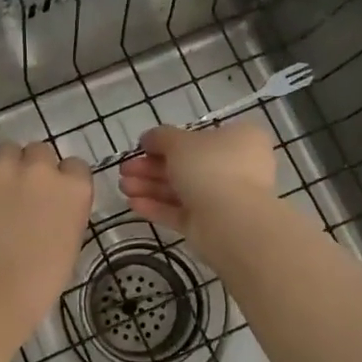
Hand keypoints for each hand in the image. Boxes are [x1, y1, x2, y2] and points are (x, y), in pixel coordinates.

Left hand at [0, 142, 92, 342]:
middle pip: (38, 151)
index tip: (50, 198)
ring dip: (2, 169)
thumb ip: (64, 212)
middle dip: (30, 168)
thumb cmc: (39, 282)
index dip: (61, 180)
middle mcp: (41, 169)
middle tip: (19, 196)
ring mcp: (2, 169)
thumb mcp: (69, 242)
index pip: (74, 166)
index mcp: (74, 189)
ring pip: (5, 152)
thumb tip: (49, 206)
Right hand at [117, 123, 278, 241]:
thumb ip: (160, 137)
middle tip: (124, 170)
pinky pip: (181, 212)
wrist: (232, 222)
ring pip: (181, 189)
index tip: (142, 147)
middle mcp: (236, 167)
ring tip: (122, 188)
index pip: (199, 137)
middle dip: (150, 167)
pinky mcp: (211, 224)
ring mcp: (225, 198)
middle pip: (186, 165)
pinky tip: (132, 204)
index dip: (167, 141)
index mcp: (239, 140)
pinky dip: (157, 206)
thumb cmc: (210, 167)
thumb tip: (149, 138)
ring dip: (149, 186)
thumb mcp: (179, 141)